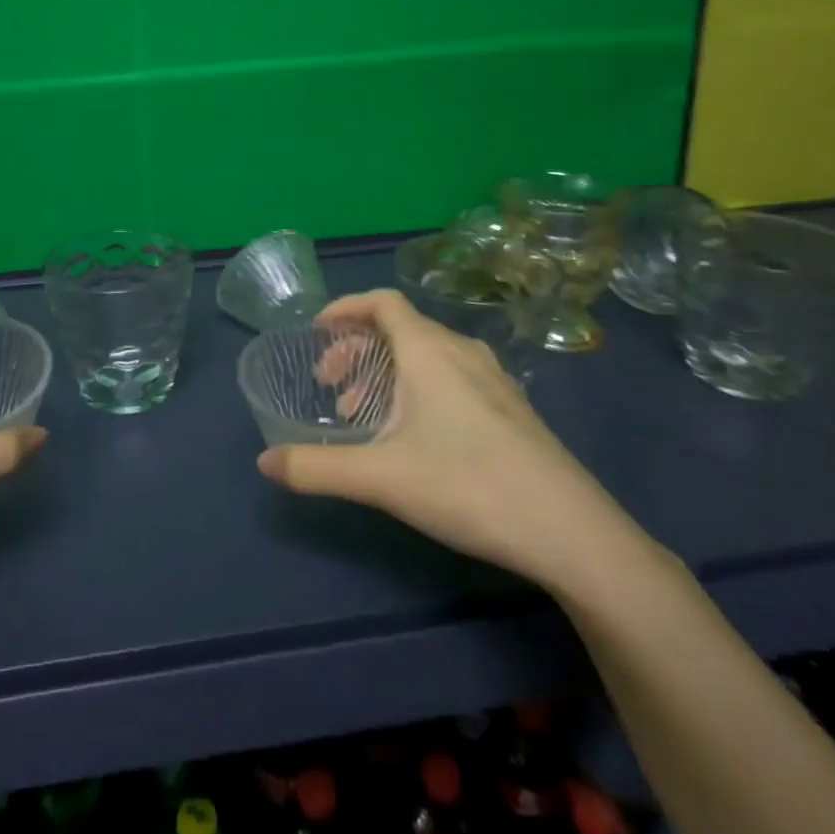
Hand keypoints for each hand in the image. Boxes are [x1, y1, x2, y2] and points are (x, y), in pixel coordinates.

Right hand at [256, 289, 636, 589]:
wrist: (570, 531)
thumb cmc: (467, 486)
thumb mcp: (380, 477)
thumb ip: (316, 468)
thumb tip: (264, 462)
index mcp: (428, 350)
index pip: (382, 302)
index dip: (345, 308)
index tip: (316, 332)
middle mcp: (461, 351)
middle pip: (399, 328)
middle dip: (357, 349)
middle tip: (331, 387)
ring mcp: (493, 378)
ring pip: (425, 354)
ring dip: (386, 372)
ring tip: (365, 416)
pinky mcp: (511, 407)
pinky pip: (450, 374)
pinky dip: (417, 386)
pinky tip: (414, 434)